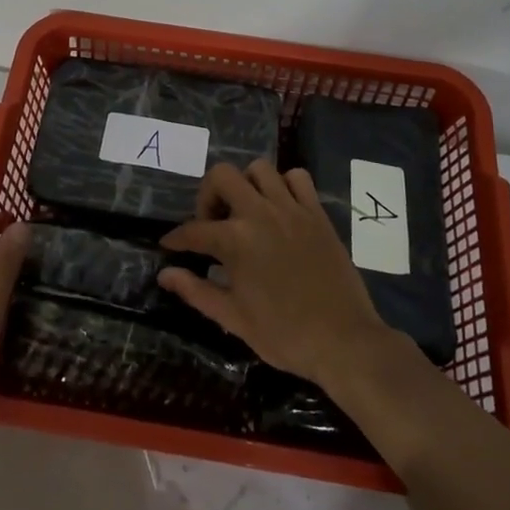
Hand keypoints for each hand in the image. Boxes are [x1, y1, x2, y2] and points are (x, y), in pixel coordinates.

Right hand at [158, 161, 391, 390]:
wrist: (343, 341)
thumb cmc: (284, 335)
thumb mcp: (234, 318)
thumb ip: (196, 291)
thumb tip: (165, 274)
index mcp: (236, 241)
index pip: (194, 230)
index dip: (176, 238)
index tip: (169, 245)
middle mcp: (260, 213)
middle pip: (222, 175)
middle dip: (208, 194)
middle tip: (212, 222)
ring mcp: (292, 209)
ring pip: (259, 169)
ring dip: (245, 185)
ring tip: (244, 212)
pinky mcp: (317, 213)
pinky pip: (298, 178)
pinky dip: (284, 184)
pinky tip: (280, 208)